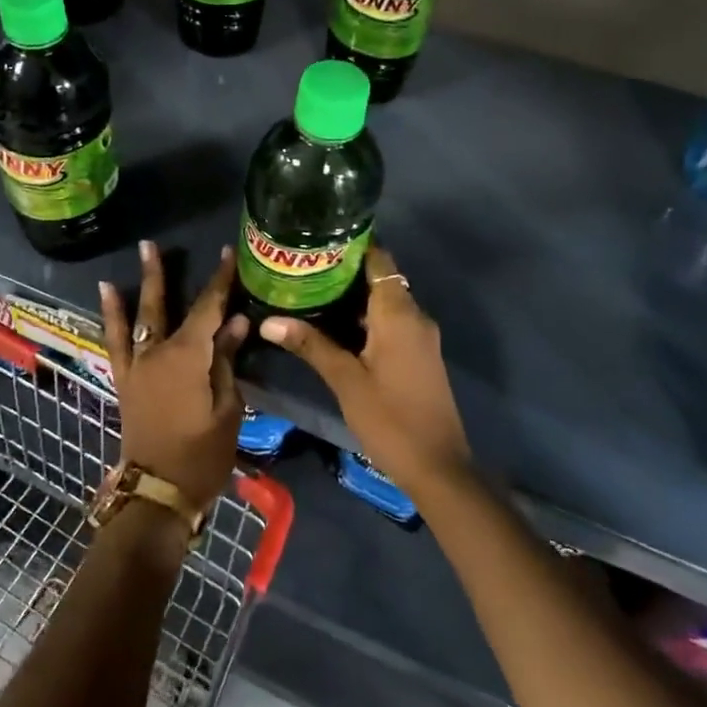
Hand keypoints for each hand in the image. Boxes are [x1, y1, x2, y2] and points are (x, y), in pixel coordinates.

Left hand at [100, 241, 249, 509]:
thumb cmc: (202, 454)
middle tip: (155, 244)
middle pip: (164, 305)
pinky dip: (111, 316)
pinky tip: (108, 294)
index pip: (209, 309)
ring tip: (138, 256)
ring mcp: (137, 365)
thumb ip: (226, 362)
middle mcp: (158, 352)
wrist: (158, 491)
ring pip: (139, 316)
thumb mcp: (227, 408)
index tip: (229, 254)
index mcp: (188, 357)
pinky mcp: (124, 379)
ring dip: (139, 285)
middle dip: (163, 273)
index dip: (220, 281)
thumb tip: (235, 323)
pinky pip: (115, 340)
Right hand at [258, 244, 470, 496]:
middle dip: (342, 272)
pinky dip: (362, 318)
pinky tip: (331, 326)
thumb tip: (268, 321)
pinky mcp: (417, 355)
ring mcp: (418, 337)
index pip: (378, 260)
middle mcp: (414, 316)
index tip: (316, 240)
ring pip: (382, 303)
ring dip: (350, 297)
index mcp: (399, 313)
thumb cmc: (390, 419)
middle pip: (378, 279)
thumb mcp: (345, 381)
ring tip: (307, 291)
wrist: (437, 467)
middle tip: (300, 267)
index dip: (350, 246)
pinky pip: (388, 323)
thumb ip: (310, 345)